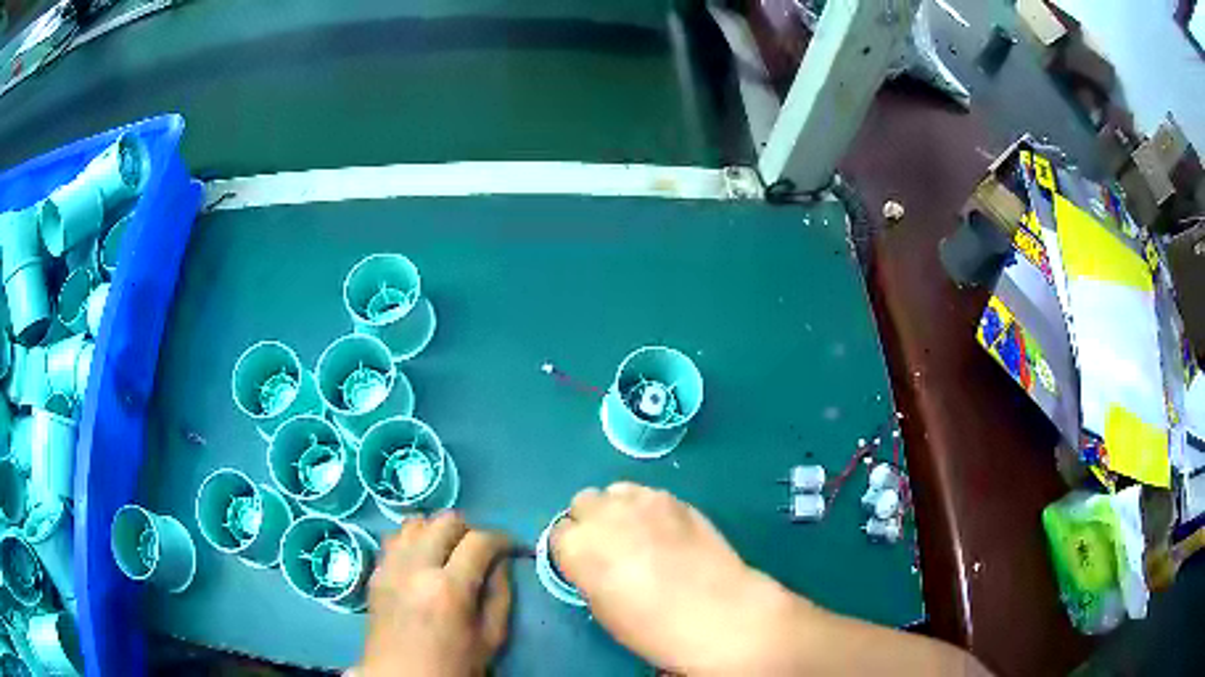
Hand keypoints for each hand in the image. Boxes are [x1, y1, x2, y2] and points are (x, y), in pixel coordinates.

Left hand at [359, 512, 511, 676]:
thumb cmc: (453, 665)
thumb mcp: (491, 637)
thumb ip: (501, 594)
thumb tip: (501, 562)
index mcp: (449, 589)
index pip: (480, 541)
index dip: (502, 539)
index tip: (512, 548)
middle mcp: (416, 568)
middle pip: (445, 520)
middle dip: (470, 530)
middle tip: (479, 552)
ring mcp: (390, 567)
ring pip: (415, 522)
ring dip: (437, 531)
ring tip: (448, 553)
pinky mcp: (375, 572)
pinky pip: (394, 538)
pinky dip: (412, 541)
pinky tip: (422, 561)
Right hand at [551, 483, 809, 673]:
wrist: (714, 612)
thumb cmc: (650, 625)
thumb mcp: (602, 606)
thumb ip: (588, 573)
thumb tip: (595, 562)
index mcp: (576, 546)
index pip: (558, 533)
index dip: (572, 549)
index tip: (586, 563)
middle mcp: (603, 515)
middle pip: (583, 502)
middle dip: (591, 521)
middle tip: (611, 545)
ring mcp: (641, 501)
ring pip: (616, 491)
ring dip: (619, 509)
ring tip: (640, 533)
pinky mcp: (675, 498)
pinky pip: (649, 495)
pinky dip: (649, 509)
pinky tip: (667, 532)